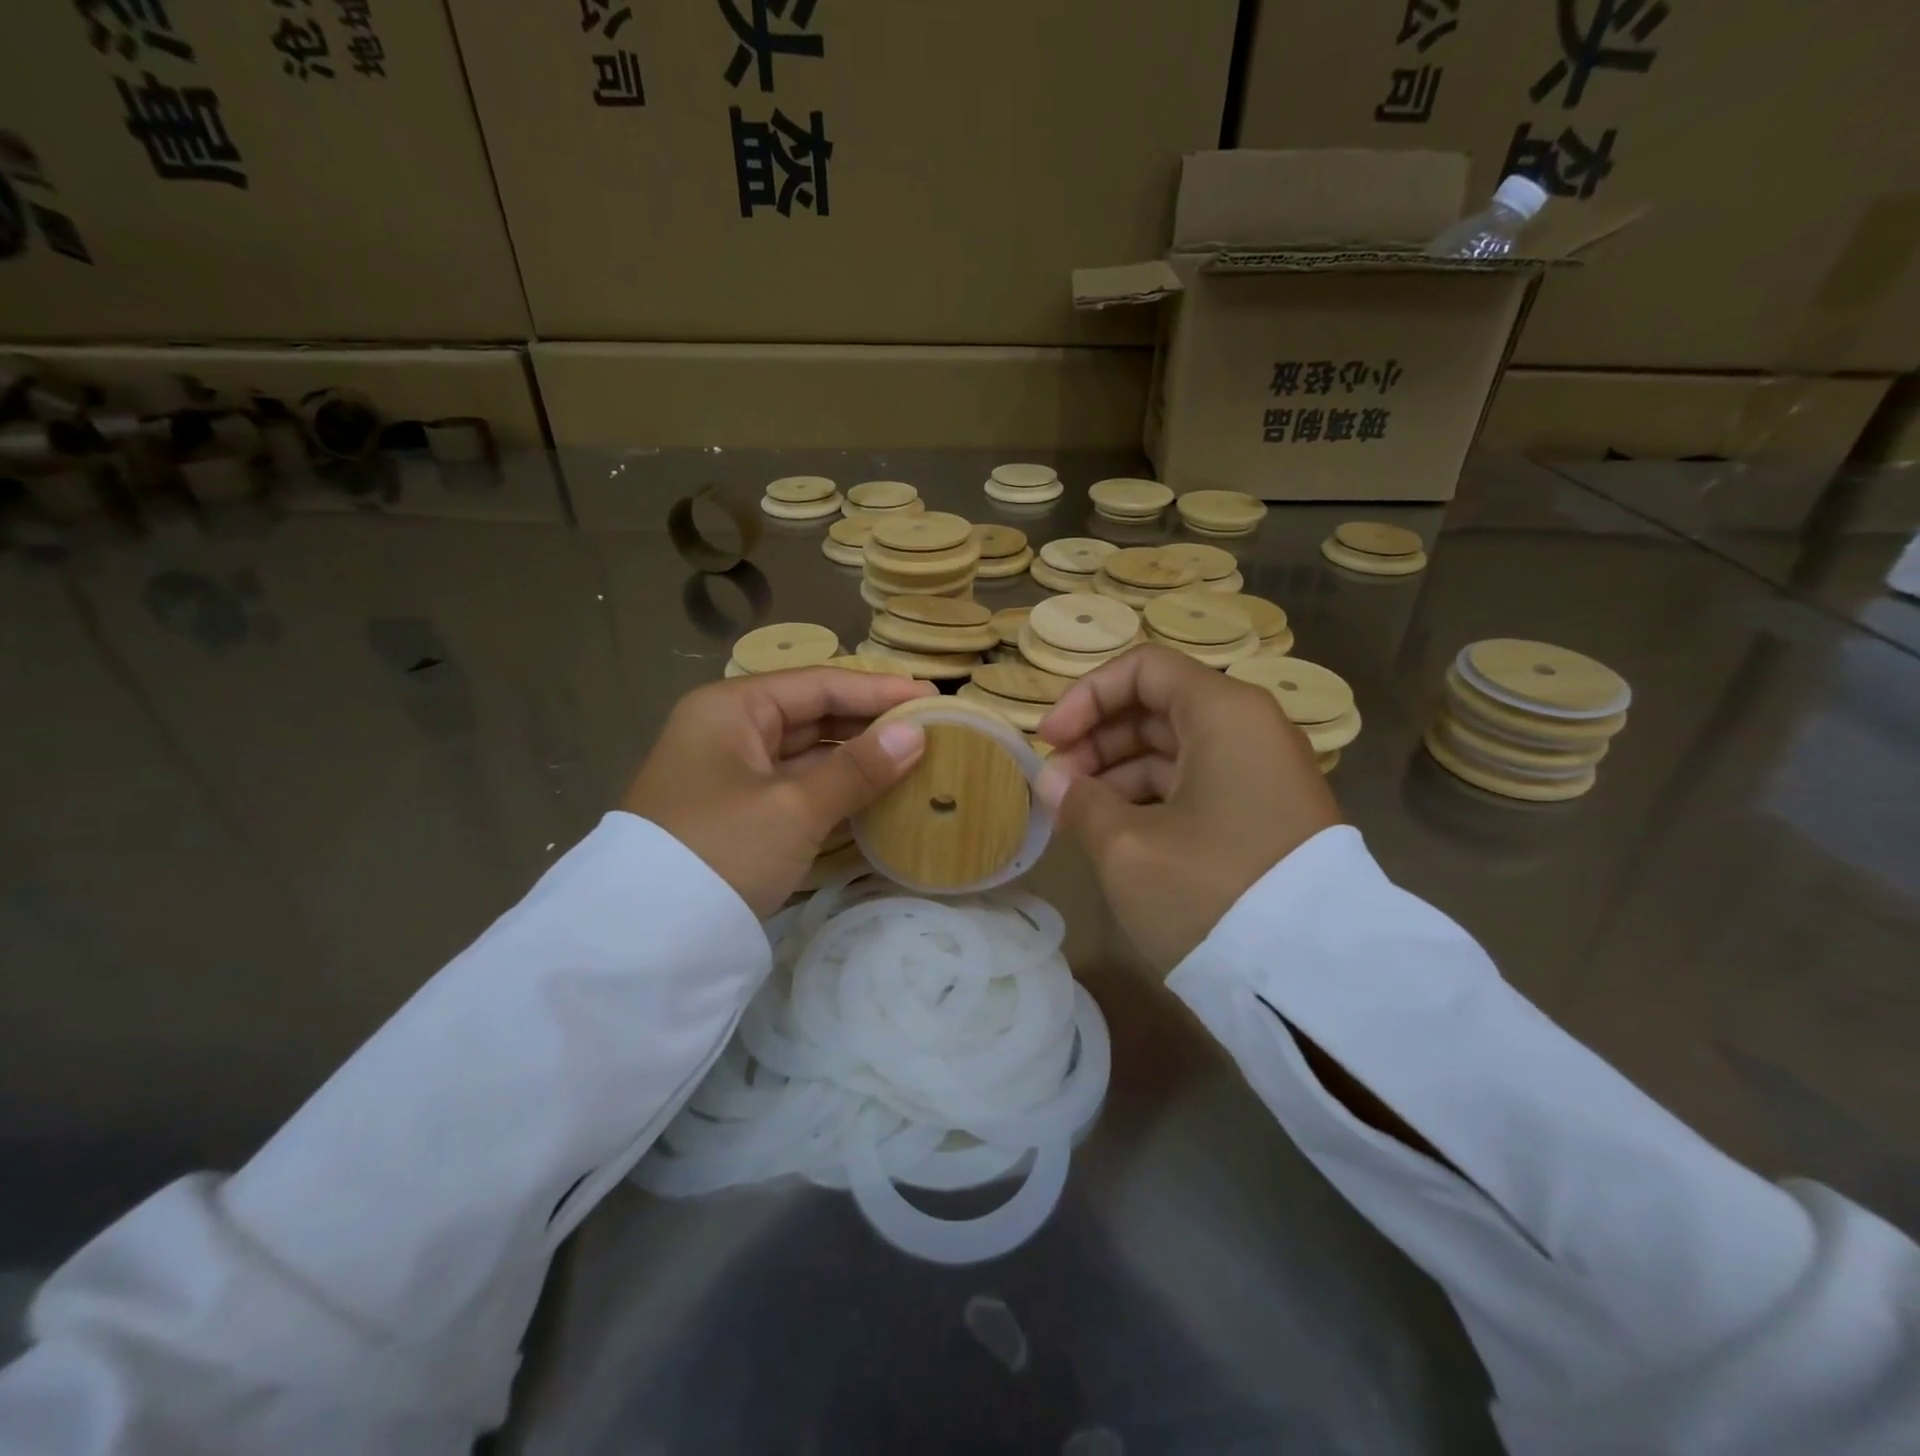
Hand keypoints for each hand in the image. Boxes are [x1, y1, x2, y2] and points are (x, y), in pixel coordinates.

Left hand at [622, 668, 935, 916]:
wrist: (646, 938)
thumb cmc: (722, 850)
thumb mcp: (794, 808)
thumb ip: (858, 768)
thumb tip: (917, 733)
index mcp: (732, 709)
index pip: (818, 684)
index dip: (878, 689)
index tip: (932, 697)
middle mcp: (729, 730)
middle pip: (812, 713)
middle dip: (869, 722)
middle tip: (930, 728)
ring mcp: (732, 773)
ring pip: (807, 752)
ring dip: (856, 756)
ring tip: (914, 758)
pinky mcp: (740, 811)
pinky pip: (797, 785)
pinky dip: (835, 787)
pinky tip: (876, 792)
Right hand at [1035, 646, 1340, 972]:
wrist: (1312, 977)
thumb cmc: (1211, 891)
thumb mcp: (1128, 848)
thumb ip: (1080, 802)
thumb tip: (1054, 781)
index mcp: (1224, 713)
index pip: (1142, 669)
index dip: (1086, 697)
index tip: (1049, 741)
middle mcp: (1249, 729)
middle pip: (1155, 708)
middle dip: (1095, 741)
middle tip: (1055, 787)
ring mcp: (1260, 773)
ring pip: (1172, 750)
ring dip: (1116, 774)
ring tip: (1074, 817)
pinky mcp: (1262, 814)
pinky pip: (1195, 784)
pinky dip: (1150, 799)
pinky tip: (1113, 832)